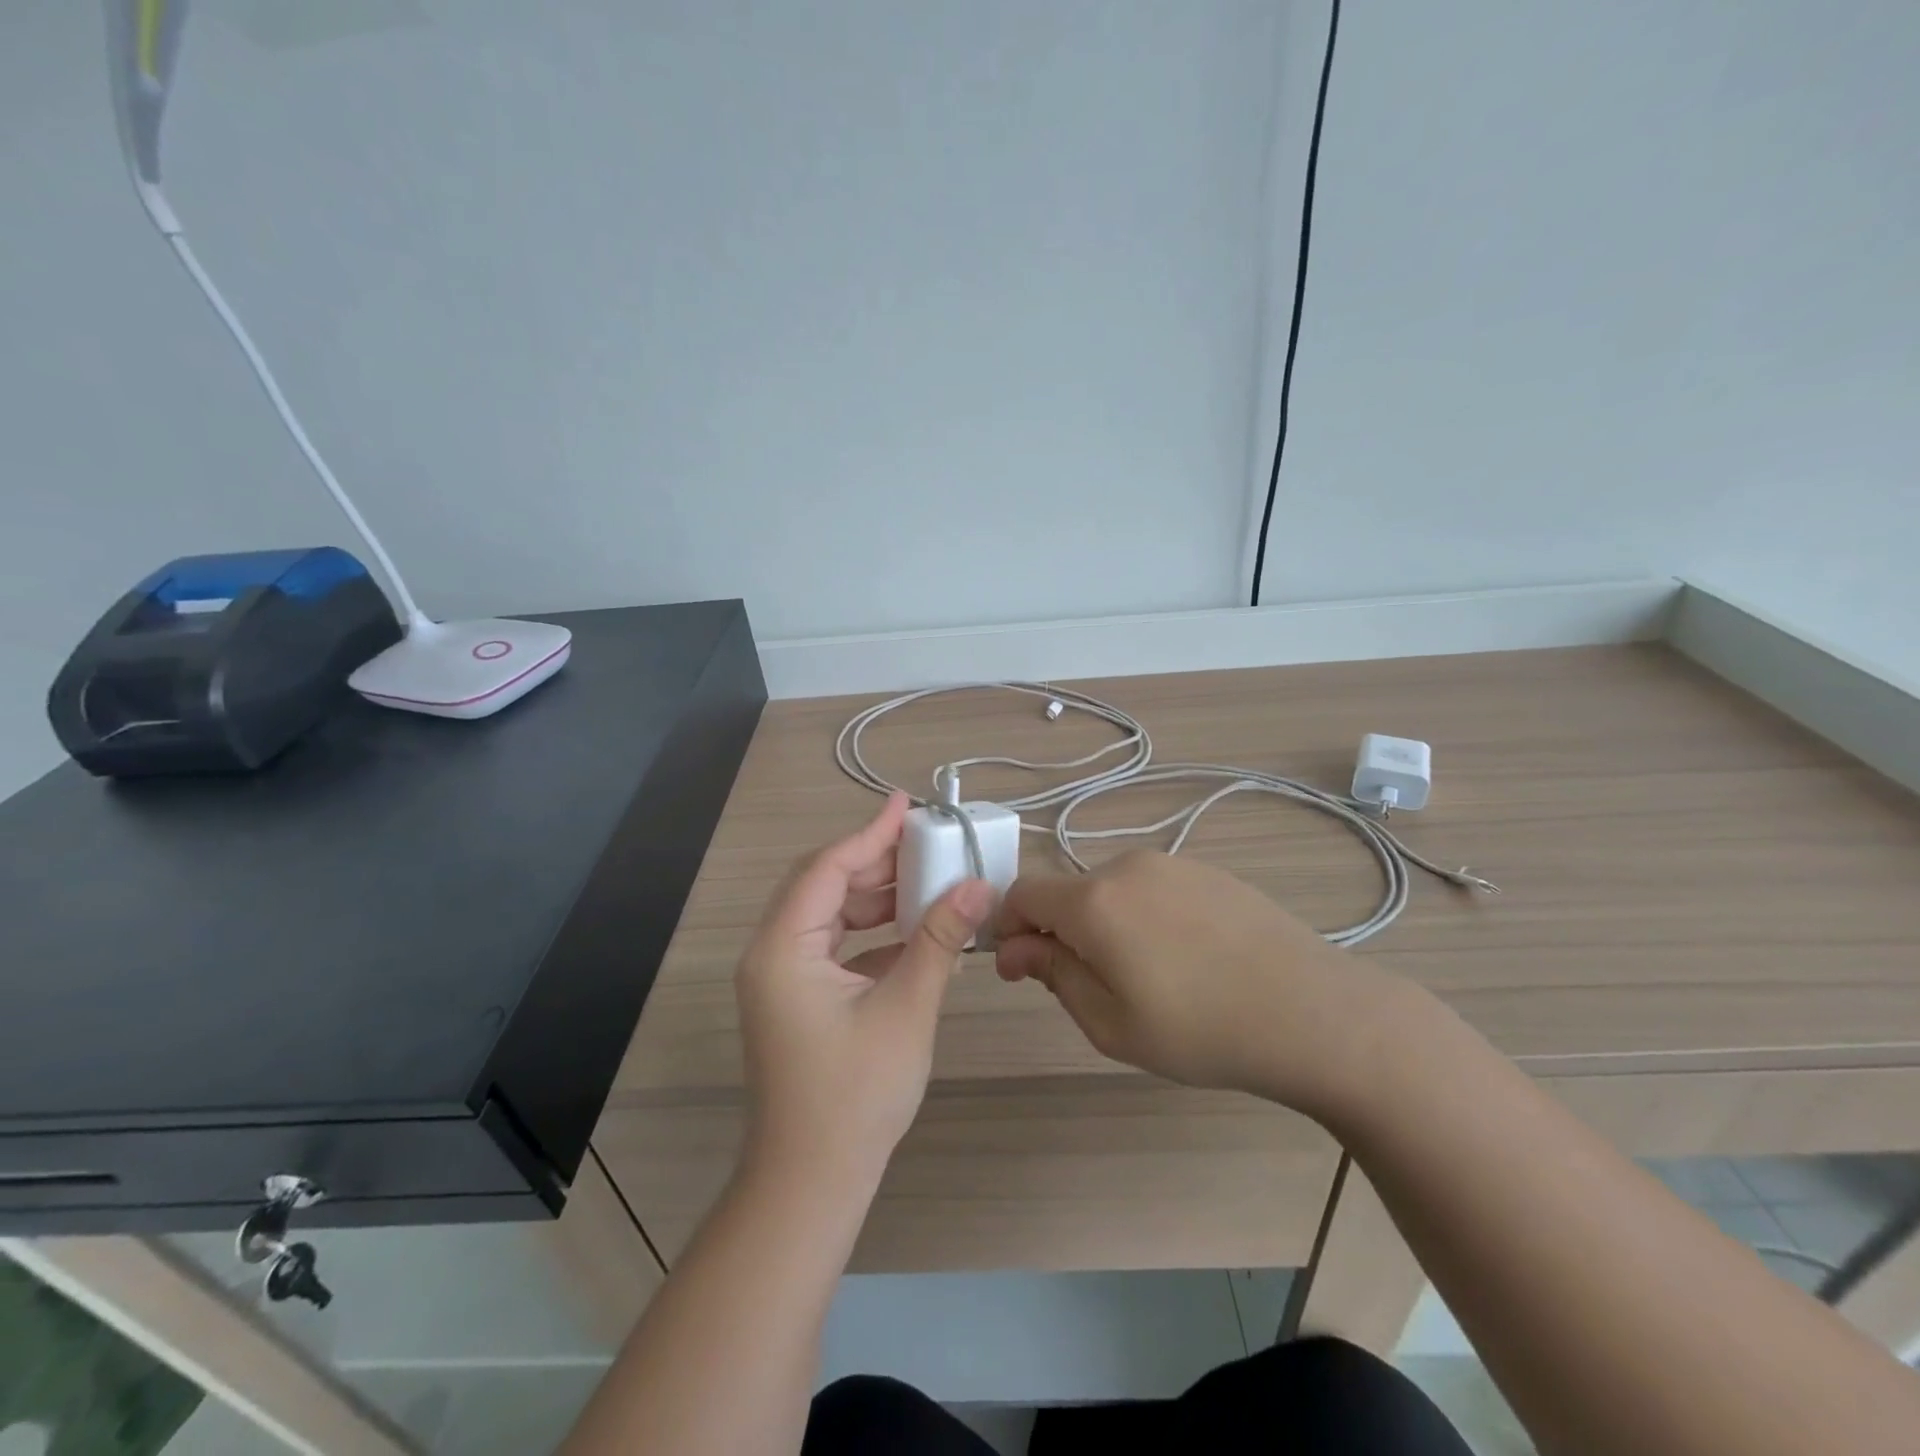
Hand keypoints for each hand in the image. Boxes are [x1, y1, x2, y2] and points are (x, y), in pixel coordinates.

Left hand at [736, 793, 992, 1183]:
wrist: (812, 1183)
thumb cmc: (855, 1095)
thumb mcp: (906, 1008)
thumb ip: (940, 939)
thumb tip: (979, 885)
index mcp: (783, 947)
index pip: (827, 868)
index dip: (870, 832)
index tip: (907, 804)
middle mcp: (772, 953)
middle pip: (823, 885)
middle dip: (875, 861)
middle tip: (926, 843)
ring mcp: (781, 978)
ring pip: (828, 915)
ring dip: (874, 897)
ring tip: (926, 880)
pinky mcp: (796, 998)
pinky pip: (832, 946)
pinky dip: (870, 933)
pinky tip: (912, 931)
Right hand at [994, 850, 1396, 1117]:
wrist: (1314, 1012)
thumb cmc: (1201, 1030)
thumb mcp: (1111, 1023)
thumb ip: (1055, 975)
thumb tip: (1016, 948)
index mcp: (1094, 900)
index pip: (1023, 893)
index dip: (1008, 927)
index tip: (1019, 968)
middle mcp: (1126, 866)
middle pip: (1069, 892)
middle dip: (1060, 932)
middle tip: (1090, 988)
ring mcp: (1173, 863)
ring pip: (1111, 890)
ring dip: (1104, 925)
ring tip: (1146, 977)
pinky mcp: (1208, 871)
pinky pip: (1153, 888)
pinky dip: (1144, 917)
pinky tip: (1184, 958)